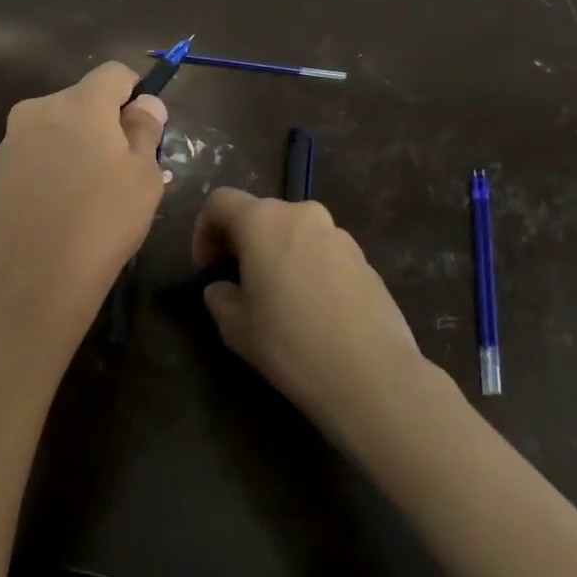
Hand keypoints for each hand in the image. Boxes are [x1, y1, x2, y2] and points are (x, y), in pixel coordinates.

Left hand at [0, 63, 167, 383]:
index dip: (134, 95)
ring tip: (79, 208)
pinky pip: (23, 168)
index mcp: (78, 104)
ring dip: (67, 156)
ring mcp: (3, 147)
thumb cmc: (99, 226)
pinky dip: (39, 183)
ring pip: (48, 137)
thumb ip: (145, 131)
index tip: (141, 134)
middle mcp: (34, 113)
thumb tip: (145, 103)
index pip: (114, 72)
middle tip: (116, 178)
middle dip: (99, 129)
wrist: (22, 287)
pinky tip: (46, 224)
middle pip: (78, 105)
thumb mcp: (143, 180)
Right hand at [193, 189, 431, 435]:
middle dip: (242, 242)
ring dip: (277, 253)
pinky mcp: (364, 257)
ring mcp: (338, 234)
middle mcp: (301, 214)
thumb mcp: (236, 327)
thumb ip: (220, 298)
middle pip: (259, 214)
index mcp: (262, 221)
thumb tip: (223, 289)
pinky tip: (311, 309)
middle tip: (237, 282)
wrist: (372, 374)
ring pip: (293, 232)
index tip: (206, 268)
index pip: (220, 202)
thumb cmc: (291, 344)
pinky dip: (307, 267)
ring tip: (277, 298)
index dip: (203, 230)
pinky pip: (322, 251)